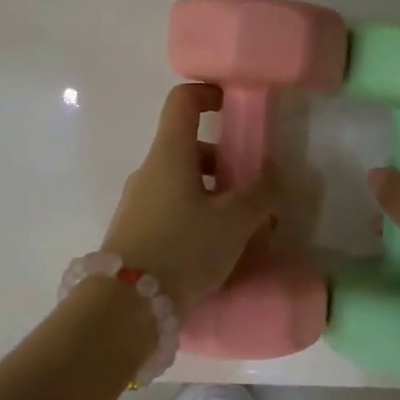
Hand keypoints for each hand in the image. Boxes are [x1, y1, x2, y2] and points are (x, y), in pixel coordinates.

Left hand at [102, 84, 278, 312]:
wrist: (126, 306)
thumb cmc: (184, 247)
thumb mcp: (234, 220)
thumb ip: (260, 193)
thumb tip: (272, 172)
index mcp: (170, 153)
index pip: (183, 101)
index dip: (209, 93)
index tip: (234, 106)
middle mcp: (149, 171)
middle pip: (190, 149)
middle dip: (226, 163)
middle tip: (255, 191)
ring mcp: (138, 202)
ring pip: (183, 184)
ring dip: (216, 196)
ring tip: (245, 230)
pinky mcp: (136, 233)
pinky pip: (173, 211)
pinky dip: (199, 218)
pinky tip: (219, 251)